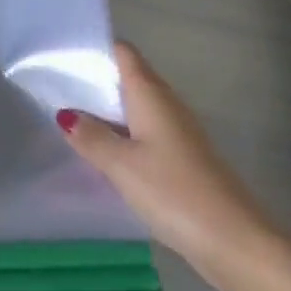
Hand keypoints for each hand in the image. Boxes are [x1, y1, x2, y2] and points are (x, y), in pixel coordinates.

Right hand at [59, 43, 284, 290]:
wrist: (235, 242)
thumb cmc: (174, 191)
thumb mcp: (122, 164)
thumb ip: (91, 137)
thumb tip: (66, 114)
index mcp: (151, 94)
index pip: (123, 53)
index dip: (96, 48)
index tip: (63, 55)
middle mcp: (167, 105)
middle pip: (128, 79)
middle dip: (95, 81)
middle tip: (55, 89)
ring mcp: (178, 133)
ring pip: (136, 110)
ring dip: (107, 113)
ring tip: (70, 122)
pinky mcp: (183, 160)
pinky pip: (145, 135)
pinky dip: (122, 138)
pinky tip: (103, 157)